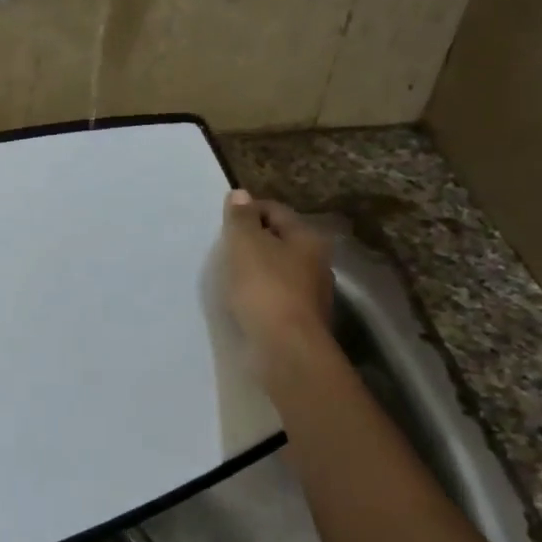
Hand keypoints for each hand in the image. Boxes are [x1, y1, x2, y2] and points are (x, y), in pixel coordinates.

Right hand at [222, 189, 335, 363]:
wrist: (285, 347)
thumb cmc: (264, 287)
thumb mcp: (244, 244)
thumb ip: (240, 217)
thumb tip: (240, 194)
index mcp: (307, 238)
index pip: (275, 210)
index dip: (247, 211)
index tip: (223, 224)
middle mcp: (317, 262)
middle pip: (280, 240)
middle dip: (253, 241)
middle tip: (225, 250)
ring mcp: (313, 294)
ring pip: (279, 269)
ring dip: (256, 269)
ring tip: (229, 277)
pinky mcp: (301, 320)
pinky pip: (276, 296)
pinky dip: (260, 293)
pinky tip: (243, 302)